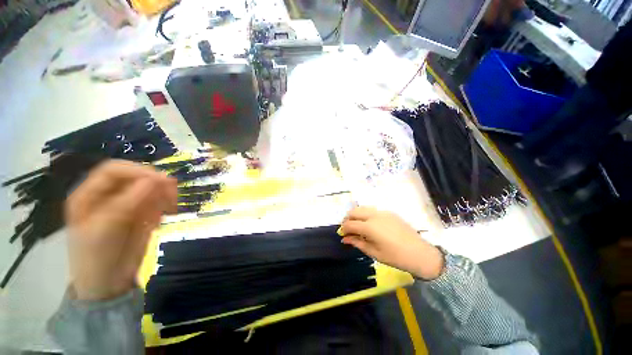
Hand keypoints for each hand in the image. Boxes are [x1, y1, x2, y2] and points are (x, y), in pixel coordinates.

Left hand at [65, 160, 176, 300]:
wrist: (108, 284)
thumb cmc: (97, 257)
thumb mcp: (107, 227)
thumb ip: (129, 201)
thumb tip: (156, 178)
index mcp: (90, 194)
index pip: (114, 170)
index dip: (137, 171)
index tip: (161, 180)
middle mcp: (109, 195)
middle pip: (136, 177)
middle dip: (156, 183)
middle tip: (173, 195)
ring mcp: (128, 204)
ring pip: (152, 188)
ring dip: (165, 194)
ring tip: (171, 208)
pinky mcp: (143, 213)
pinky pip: (159, 201)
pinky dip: (166, 205)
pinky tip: (165, 217)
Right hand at [340, 207, 443, 279]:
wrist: (420, 254)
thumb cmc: (395, 257)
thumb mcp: (374, 252)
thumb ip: (357, 242)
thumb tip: (345, 239)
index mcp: (369, 227)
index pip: (349, 224)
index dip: (343, 229)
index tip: (342, 234)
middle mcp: (374, 215)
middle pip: (354, 211)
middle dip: (348, 219)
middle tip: (348, 229)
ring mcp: (382, 212)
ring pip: (363, 208)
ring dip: (356, 215)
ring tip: (357, 225)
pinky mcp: (389, 213)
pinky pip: (373, 210)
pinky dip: (366, 214)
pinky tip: (370, 224)